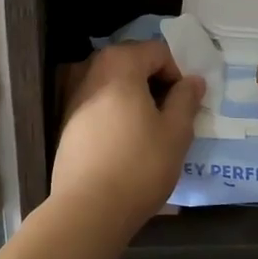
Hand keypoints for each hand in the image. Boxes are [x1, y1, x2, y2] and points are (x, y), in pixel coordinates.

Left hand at [53, 40, 204, 223]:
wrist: (87, 208)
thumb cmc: (139, 165)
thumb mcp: (176, 132)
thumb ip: (186, 99)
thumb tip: (193, 81)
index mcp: (119, 63)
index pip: (158, 51)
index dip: (177, 73)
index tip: (185, 104)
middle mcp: (91, 68)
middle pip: (132, 62)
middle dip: (155, 83)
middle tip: (171, 115)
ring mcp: (72, 93)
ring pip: (113, 83)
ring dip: (135, 97)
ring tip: (149, 130)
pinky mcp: (64, 118)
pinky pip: (98, 102)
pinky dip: (115, 111)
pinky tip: (125, 141)